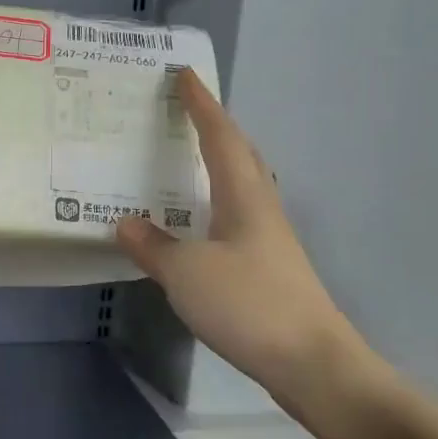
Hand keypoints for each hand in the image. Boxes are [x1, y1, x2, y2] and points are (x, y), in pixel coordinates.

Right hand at [116, 69, 358, 399]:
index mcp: (244, 197)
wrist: (313, 364)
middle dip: (212, 127)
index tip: (184, 75)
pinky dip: (212, 201)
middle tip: (182, 110)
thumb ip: (153, 245)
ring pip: (240, 185)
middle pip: (239, 154)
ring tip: (184, 157)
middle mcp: (260, 209)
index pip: (221, 136)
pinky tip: (195, 220)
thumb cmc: (250, 305)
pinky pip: (234, 215)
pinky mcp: (267, 266)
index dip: (202, 105)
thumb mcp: (186, 273)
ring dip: (215, 162)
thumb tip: (124, 222)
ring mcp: (268, 239)